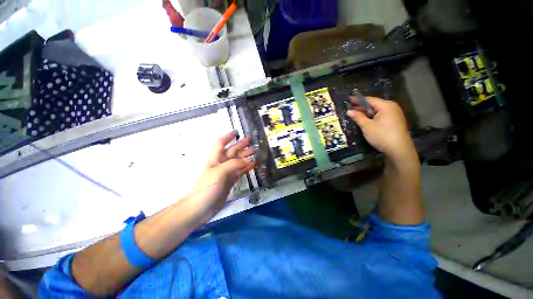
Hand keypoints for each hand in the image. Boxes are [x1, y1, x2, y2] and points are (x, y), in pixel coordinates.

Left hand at [183, 131, 255, 224]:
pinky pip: (240, 171)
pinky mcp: (231, 180)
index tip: (236, 131)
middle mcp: (222, 163)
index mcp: (216, 158)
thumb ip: (233, 164)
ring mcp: (227, 172)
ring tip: (256, 151)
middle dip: (241, 145)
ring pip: (238, 161)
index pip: (221, 143)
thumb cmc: (207, 187)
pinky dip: (247, 167)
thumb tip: (248, 160)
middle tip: (252, 141)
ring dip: (246, 155)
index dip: (228, 136)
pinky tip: (254, 164)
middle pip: (232, 151)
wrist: (200, 207)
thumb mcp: (219, 172)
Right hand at [347, 96, 415, 160]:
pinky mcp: (395, 121)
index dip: (358, 100)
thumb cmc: (382, 135)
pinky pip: (381, 115)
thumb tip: (349, 111)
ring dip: (367, 112)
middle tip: (351, 108)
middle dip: (362, 107)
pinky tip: (366, 120)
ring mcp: (395, 114)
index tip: (349, 99)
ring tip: (356, 114)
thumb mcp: (367, 126)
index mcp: (386, 106)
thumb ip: (358, 117)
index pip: (369, 100)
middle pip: (374, 104)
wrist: (399, 149)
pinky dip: (372, 117)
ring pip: (377, 111)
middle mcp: (392, 107)